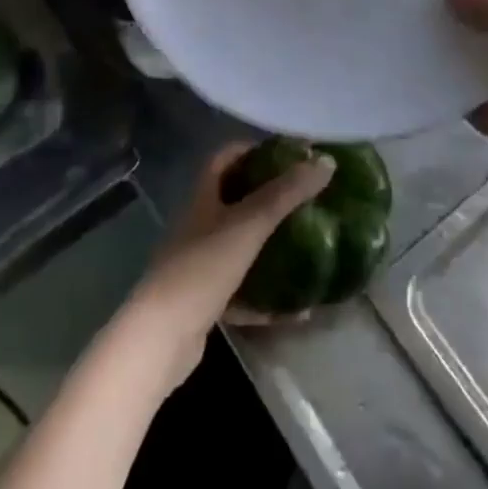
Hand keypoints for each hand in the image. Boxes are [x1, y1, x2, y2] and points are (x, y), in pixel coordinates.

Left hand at [127, 144, 334, 384]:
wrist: (160, 339)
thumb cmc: (203, 268)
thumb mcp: (250, 224)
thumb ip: (287, 193)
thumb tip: (326, 161)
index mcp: (203, 198)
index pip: (224, 158)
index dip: (252, 149)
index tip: (287, 153)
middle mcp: (198, 226)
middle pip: (234, 200)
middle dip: (268, 196)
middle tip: (305, 197)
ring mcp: (199, 265)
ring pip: (239, 246)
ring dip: (269, 246)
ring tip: (306, 245)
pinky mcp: (204, 302)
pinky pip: (241, 291)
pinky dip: (266, 298)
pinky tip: (296, 310)